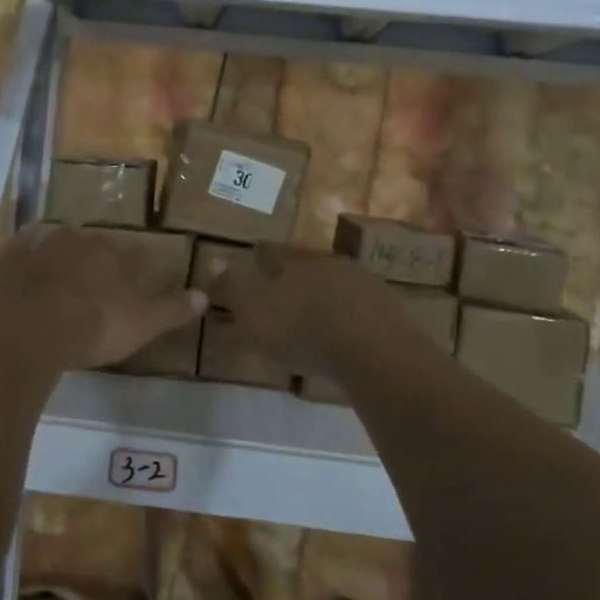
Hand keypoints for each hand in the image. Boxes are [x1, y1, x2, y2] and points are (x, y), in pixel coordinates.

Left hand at [0, 224, 206, 370]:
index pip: (130, 252)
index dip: (132, 268)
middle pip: (91, 244)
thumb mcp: (142, 324)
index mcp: (111, 251)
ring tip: (60, 281)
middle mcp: (77, 239)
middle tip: (94, 285)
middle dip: (94, 260)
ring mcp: (38, 246)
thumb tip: (206, 296)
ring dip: (59, 257)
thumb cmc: (92, 326)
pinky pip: (19, 250)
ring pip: (54, 244)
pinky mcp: (5, 260)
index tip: (129, 284)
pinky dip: (24, 257)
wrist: (25, 332)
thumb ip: (173, 309)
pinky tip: (24, 269)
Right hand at [210, 244, 417, 374]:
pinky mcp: (385, 305)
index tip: (254, 256)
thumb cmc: (301, 329)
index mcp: (291, 262)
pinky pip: (359, 302)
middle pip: (305, 262)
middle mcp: (326, 262)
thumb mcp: (253, 312)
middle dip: (294, 271)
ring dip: (324, 290)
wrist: (372, 347)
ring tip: (316, 308)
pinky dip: (348, 311)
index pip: (269, 252)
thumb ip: (232, 288)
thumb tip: (214, 260)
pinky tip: (346, 327)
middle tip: (285, 285)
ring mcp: (360, 280)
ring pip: (334, 279)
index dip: (259, 255)